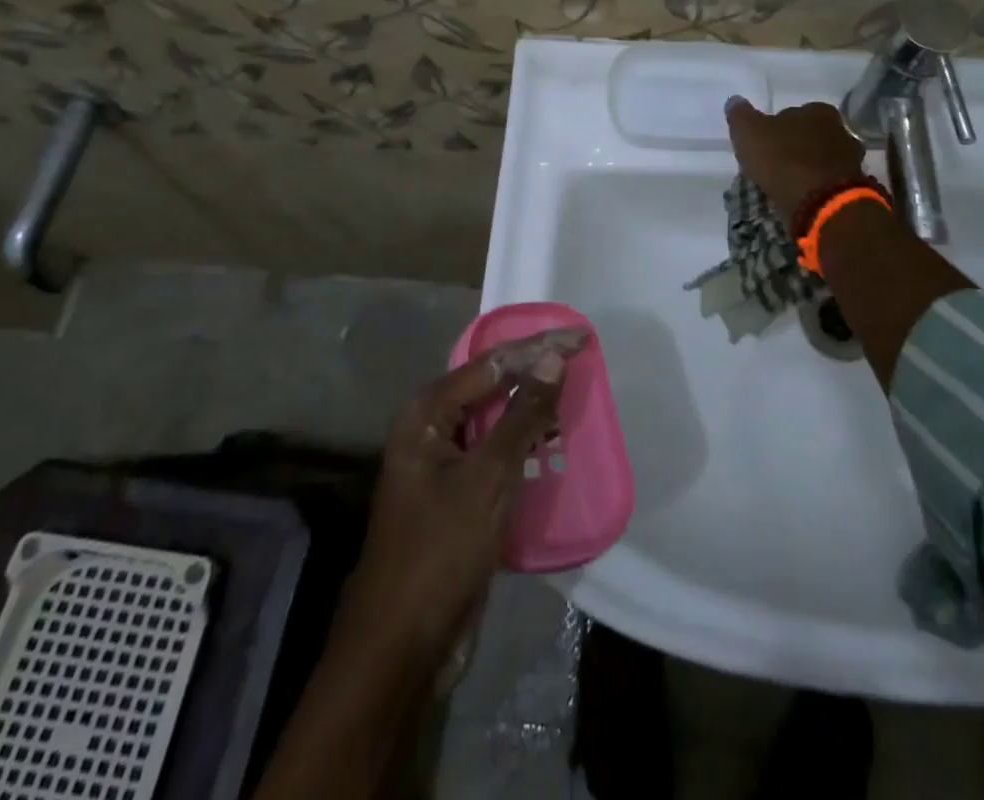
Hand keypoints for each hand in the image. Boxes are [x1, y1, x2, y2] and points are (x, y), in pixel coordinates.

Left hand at [329, 329, 585, 668]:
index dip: (538, 347)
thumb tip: (553, 359)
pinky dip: (525, 441)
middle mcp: (431, 428)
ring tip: (574, 390)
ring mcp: (443, 463)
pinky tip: (553, 437)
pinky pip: (496, 452)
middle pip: (492, 385)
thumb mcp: (488, 477)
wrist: (402, 646)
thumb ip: (522, 415)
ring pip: (496, 419)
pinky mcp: (458, 494)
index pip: (492, 364)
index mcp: (427, 413)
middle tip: (581, 358)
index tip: (582, 336)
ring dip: (532, 406)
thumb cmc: (440, 550)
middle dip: (535, 370)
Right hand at [725, 97, 865, 226]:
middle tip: (776, 163)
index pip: (793, 113)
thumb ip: (740, 115)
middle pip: (812, 135)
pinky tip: (804, 197)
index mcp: (817, 111)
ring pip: (823, 158)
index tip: (765, 143)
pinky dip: (818, 186)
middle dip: (797, 146)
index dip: (777, 127)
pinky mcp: (855, 187)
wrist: (823, 203)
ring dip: (809, 167)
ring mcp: (852, 159)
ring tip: (790, 183)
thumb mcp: (749, 133)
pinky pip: (830, 181)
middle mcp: (840, 129)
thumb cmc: (784, 160)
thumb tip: (735, 101)